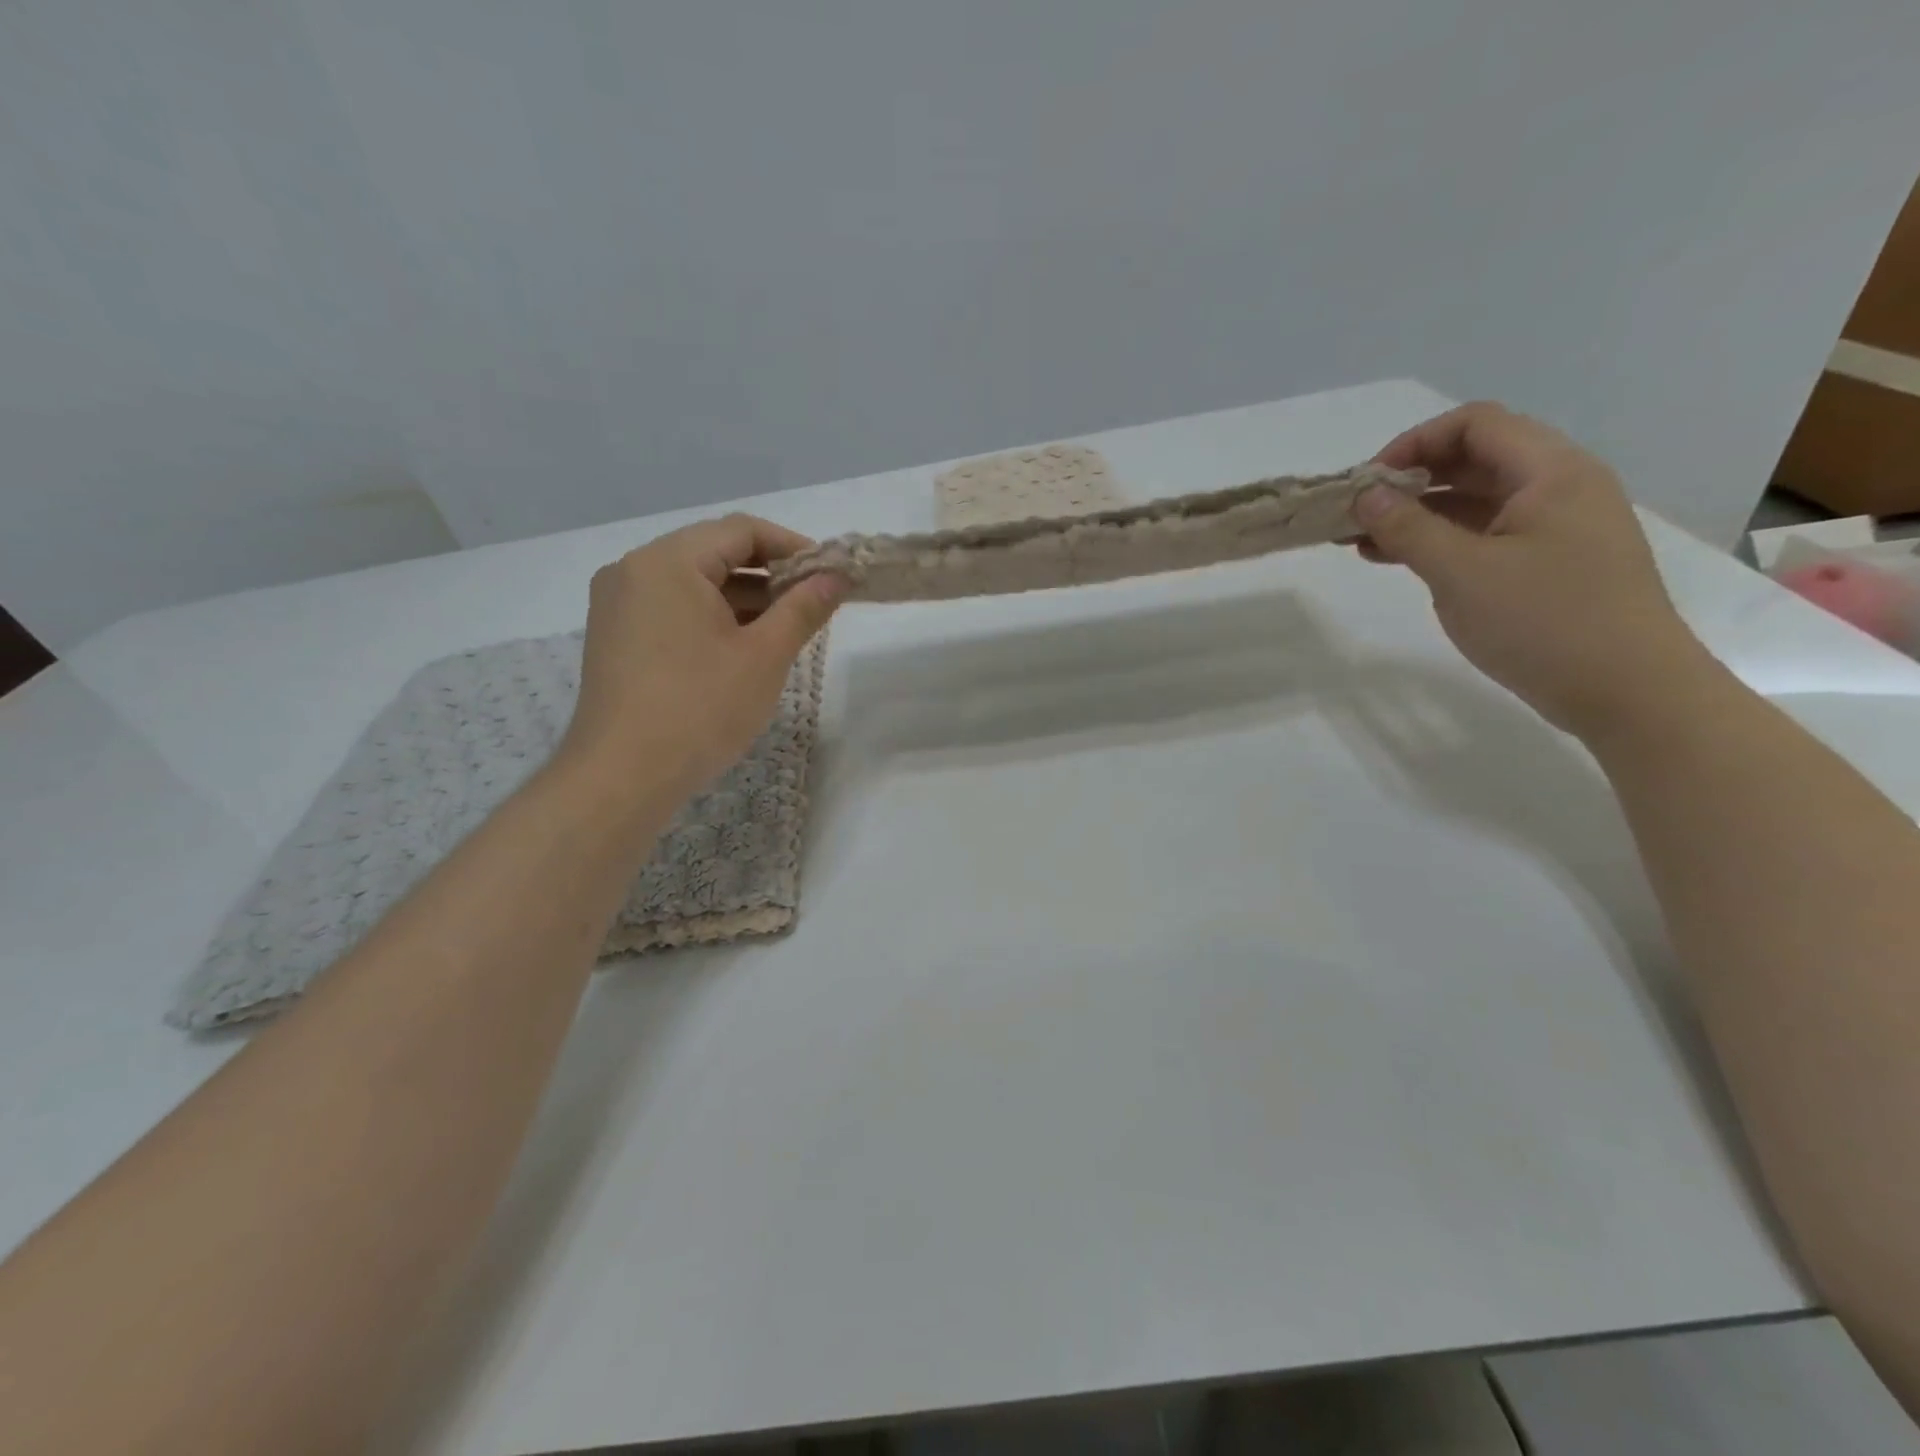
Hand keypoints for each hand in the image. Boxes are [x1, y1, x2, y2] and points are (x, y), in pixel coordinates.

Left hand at [560, 514, 844, 796]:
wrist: (623, 777)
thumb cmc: (700, 709)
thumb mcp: (764, 656)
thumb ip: (803, 608)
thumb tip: (836, 577)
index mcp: (667, 562)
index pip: (740, 530)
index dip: (793, 547)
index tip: (829, 574)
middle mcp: (633, 570)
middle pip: (714, 553)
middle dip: (769, 574)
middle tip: (813, 604)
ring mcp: (618, 605)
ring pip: (693, 583)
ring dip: (743, 598)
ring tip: (785, 630)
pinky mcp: (615, 638)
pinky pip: (672, 609)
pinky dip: (711, 618)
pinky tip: (742, 648)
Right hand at [1355, 402, 1713, 739]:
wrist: (1628, 693)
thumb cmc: (1545, 623)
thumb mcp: (1462, 573)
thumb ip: (1408, 528)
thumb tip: (1366, 495)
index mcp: (1551, 472)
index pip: (1474, 425)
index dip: (1413, 443)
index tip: (1367, 484)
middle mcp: (1559, 487)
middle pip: (1474, 459)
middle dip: (1409, 481)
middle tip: (1356, 515)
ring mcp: (1556, 528)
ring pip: (1476, 501)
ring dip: (1418, 514)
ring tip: (1363, 543)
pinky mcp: (1549, 564)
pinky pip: (1486, 535)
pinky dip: (1441, 541)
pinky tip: (1402, 561)